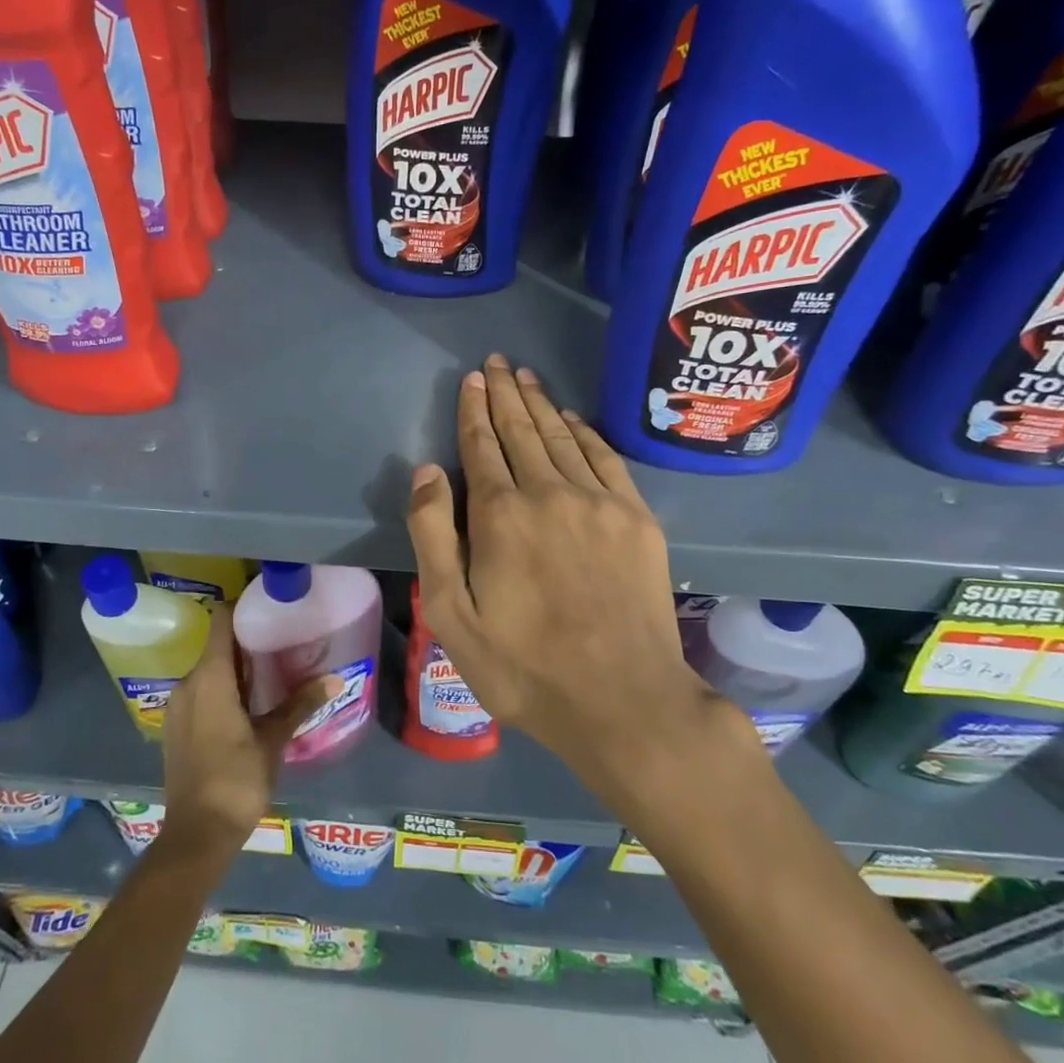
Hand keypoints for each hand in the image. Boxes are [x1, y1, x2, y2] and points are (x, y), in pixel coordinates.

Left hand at [158, 604, 338, 859]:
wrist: (196, 835)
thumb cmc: (237, 779)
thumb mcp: (274, 740)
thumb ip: (301, 703)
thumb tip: (336, 678)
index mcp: (209, 677)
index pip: (222, 621)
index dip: (243, 607)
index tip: (269, 604)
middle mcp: (188, 683)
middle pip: (217, 645)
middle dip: (248, 641)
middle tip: (283, 638)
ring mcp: (179, 706)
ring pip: (209, 671)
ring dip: (237, 668)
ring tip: (272, 669)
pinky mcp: (177, 727)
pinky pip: (202, 692)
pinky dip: (223, 688)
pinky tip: (249, 703)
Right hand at [407, 356, 749, 808]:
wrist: (624, 700)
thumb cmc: (524, 667)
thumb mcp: (451, 614)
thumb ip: (433, 536)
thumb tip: (427, 470)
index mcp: (500, 514)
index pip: (482, 445)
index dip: (474, 410)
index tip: (472, 380)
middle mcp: (549, 492)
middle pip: (522, 430)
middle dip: (505, 393)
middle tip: (497, 362)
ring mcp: (599, 502)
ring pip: (563, 437)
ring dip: (541, 404)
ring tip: (527, 377)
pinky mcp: (637, 519)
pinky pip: (606, 459)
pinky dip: (586, 432)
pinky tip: (574, 419)